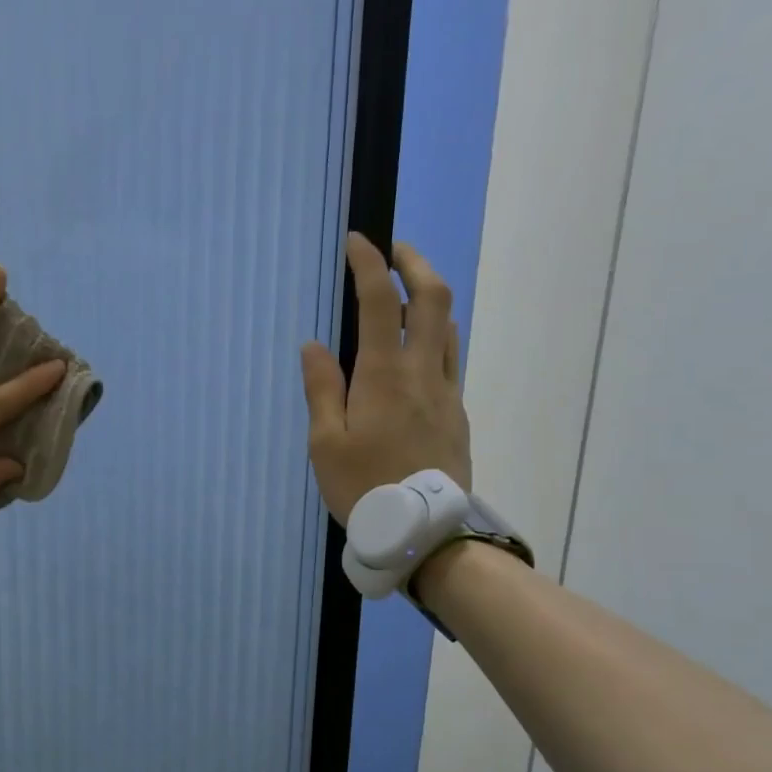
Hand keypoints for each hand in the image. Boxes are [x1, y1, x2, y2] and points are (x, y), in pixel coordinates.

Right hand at [301, 233, 469, 524]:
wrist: (426, 531)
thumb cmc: (364, 487)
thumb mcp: (325, 443)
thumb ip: (322, 389)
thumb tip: (314, 346)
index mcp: (383, 376)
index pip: (378, 302)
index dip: (368, 264)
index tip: (357, 241)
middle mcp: (422, 372)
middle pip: (431, 299)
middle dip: (414, 264)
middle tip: (394, 249)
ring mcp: (446, 391)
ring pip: (447, 327)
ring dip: (428, 299)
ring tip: (405, 294)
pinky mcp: (457, 413)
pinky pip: (449, 359)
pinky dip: (433, 336)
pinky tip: (417, 350)